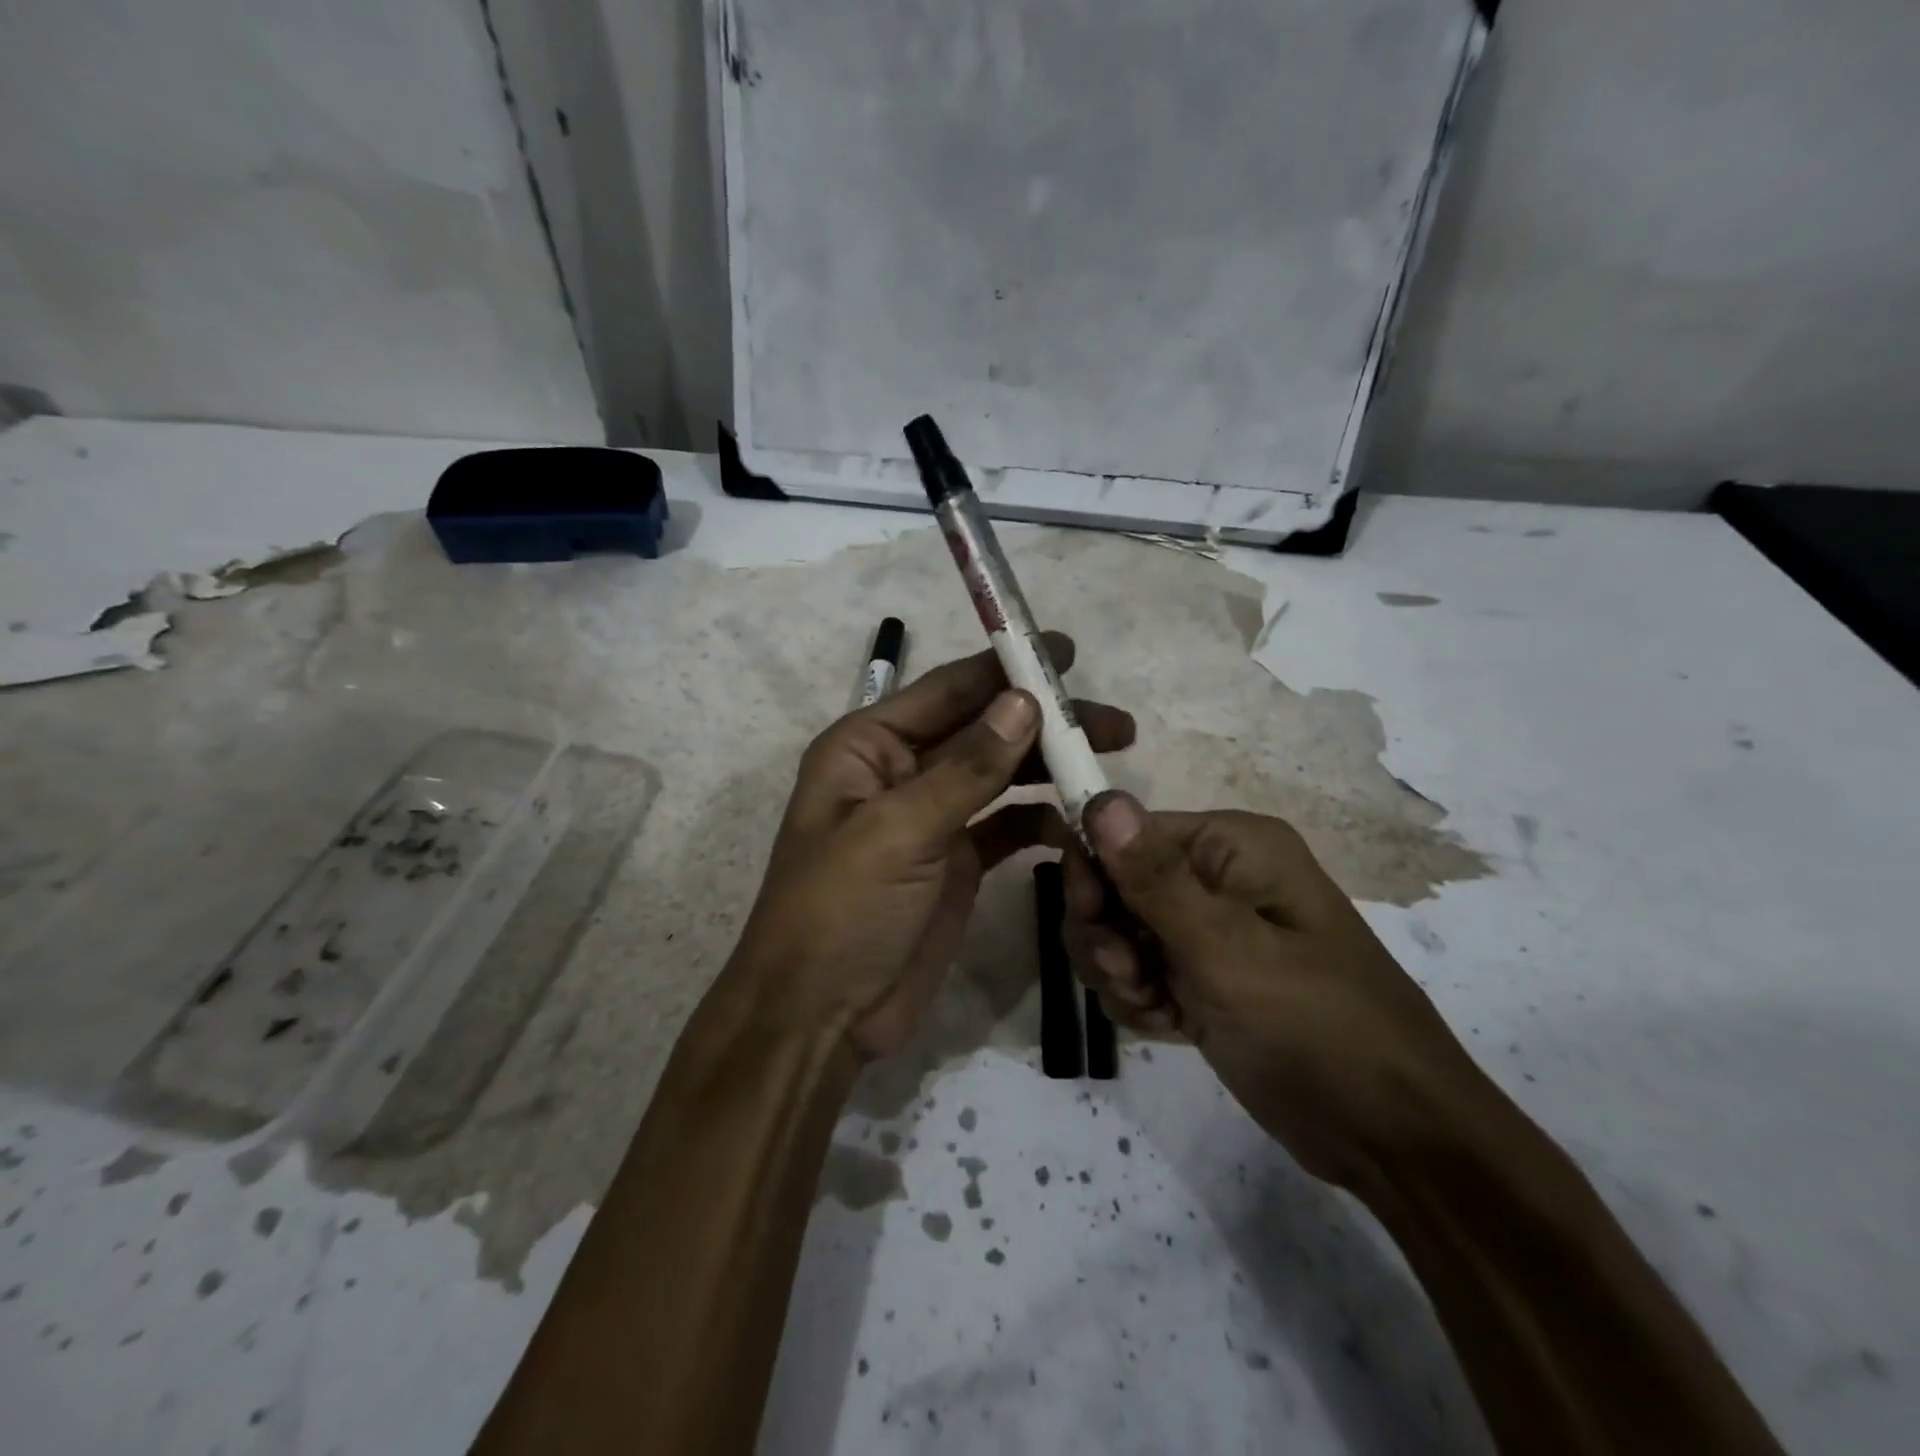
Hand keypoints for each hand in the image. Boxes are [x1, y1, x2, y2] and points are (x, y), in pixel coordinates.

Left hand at [730, 635, 1135, 1061]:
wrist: (821, 1017)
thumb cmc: (841, 911)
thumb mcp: (899, 831)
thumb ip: (966, 768)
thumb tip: (1025, 701)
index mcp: (868, 746)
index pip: (947, 691)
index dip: (1005, 669)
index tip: (1065, 652)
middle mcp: (900, 770)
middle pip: (982, 729)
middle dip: (1043, 722)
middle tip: (1113, 723)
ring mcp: (930, 816)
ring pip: (999, 774)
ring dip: (1049, 766)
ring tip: (1110, 761)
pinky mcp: (955, 860)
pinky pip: (1005, 824)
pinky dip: (1039, 818)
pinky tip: (1076, 822)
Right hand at [1063, 794, 1486, 1186]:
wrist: (1388, 1137)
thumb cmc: (1316, 1027)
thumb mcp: (1227, 951)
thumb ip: (1155, 878)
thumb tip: (1100, 799)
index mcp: (1230, 846)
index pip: (1125, 832)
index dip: (1096, 872)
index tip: (1093, 922)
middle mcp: (1214, 876)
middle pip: (1112, 884)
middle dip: (1105, 933)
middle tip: (1131, 976)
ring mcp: (1206, 930)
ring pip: (1116, 932)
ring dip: (1118, 972)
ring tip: (1157, 1008)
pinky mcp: (1199, 978)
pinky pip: (1136, 972)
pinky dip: (1137, 1000)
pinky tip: (1169, 1026)